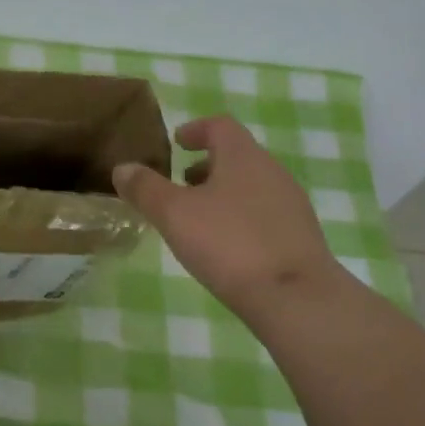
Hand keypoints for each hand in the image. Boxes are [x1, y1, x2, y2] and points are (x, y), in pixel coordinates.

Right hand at [113, 115, 346, 321]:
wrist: (297, 300)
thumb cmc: (230, 244)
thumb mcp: (174, 214)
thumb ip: (146, 188)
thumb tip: (123, 168)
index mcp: (243, 156)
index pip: (219, 126)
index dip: (196, 130)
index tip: (177, 142)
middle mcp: (272, 171)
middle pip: (237, 156)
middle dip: (207, 165)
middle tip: (181, 183)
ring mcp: (292, 205)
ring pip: (252, 186)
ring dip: (224, 193)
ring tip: (200, 219)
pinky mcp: (302, 237)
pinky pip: (265, 214)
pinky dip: (242, 217)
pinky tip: (228, 248)